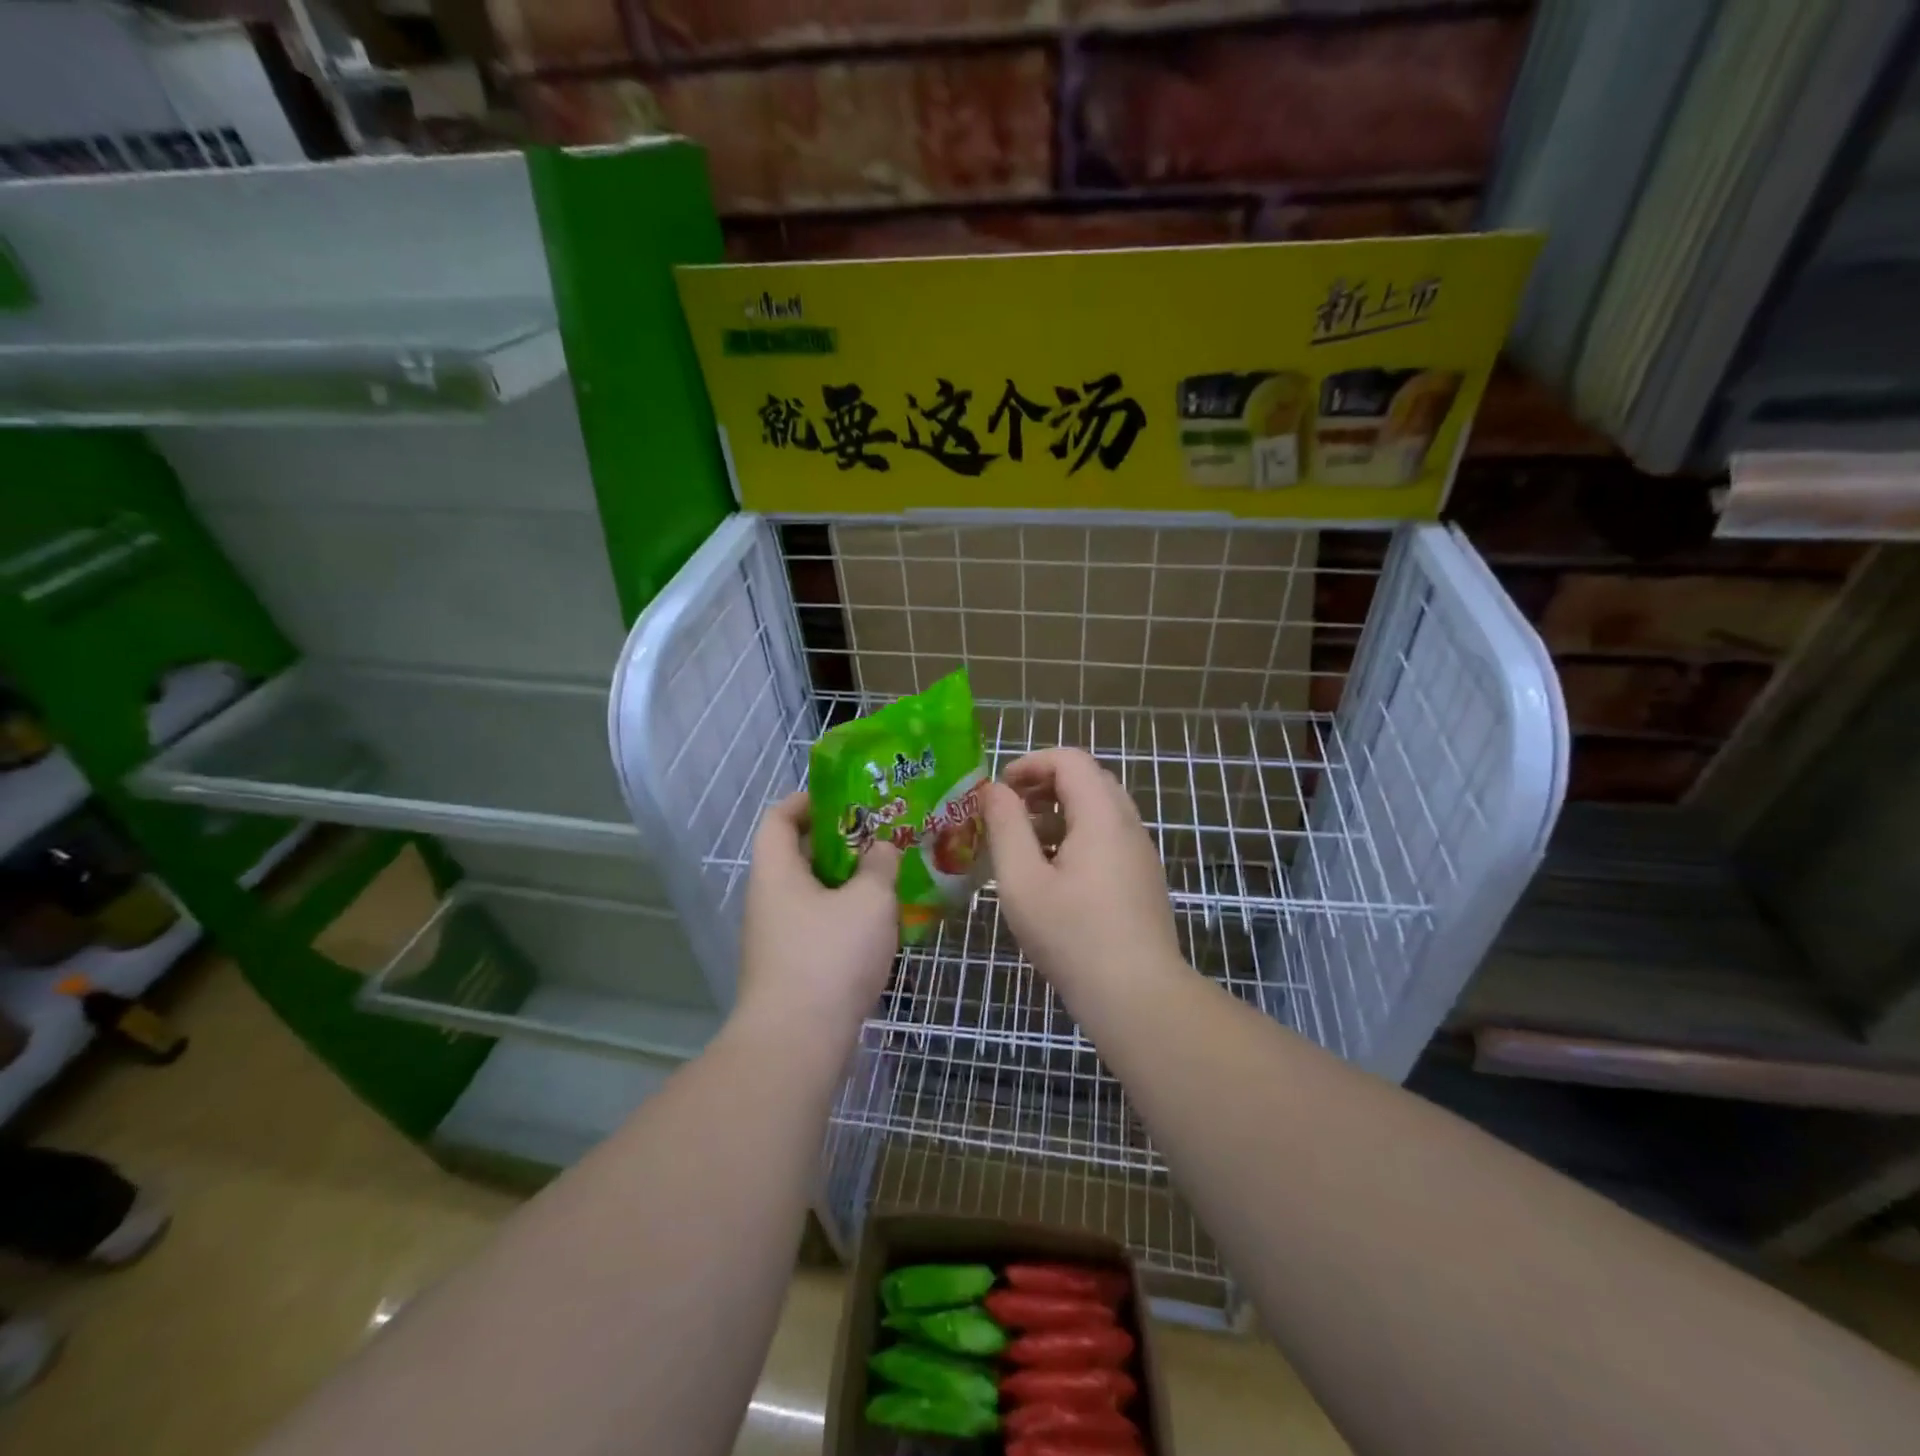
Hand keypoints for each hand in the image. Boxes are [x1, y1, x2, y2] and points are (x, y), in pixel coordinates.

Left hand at [735, 791, 901, 1041]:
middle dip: (838, 841)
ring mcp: (776, 937)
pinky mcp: (790, 968)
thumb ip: (879, 866)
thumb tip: (881, 849)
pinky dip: (844, 916)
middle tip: (880, 835)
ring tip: (887, 875)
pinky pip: (817, 925)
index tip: (843, 797)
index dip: (806, 800)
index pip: (779, 817)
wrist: (797, 1043)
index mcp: (776, 872)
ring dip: (845, 882)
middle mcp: (768, 899)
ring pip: (811, 893)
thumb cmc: (830, 957)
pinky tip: (878, 923)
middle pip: (797, 854)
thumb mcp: (868, 901)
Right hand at [980, 748, 1185, 1003]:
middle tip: (1009, 813)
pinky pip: (1106, 839)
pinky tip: (1050, 877)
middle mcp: (1127, 824)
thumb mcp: (1022, 881)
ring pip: (1097, 812)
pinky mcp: (1141, 880)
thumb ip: (1005, 827)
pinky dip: (1075, 838)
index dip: (1030, 763)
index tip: (999, 791)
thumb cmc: (1072, 936)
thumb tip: (995, 790)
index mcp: (1102, 815)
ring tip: (1022, 846)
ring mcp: (1139, 853)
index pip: (1069, 760)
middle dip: (1043, 786)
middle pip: (1086, 780)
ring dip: (1057, 814)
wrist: (1138, 997)